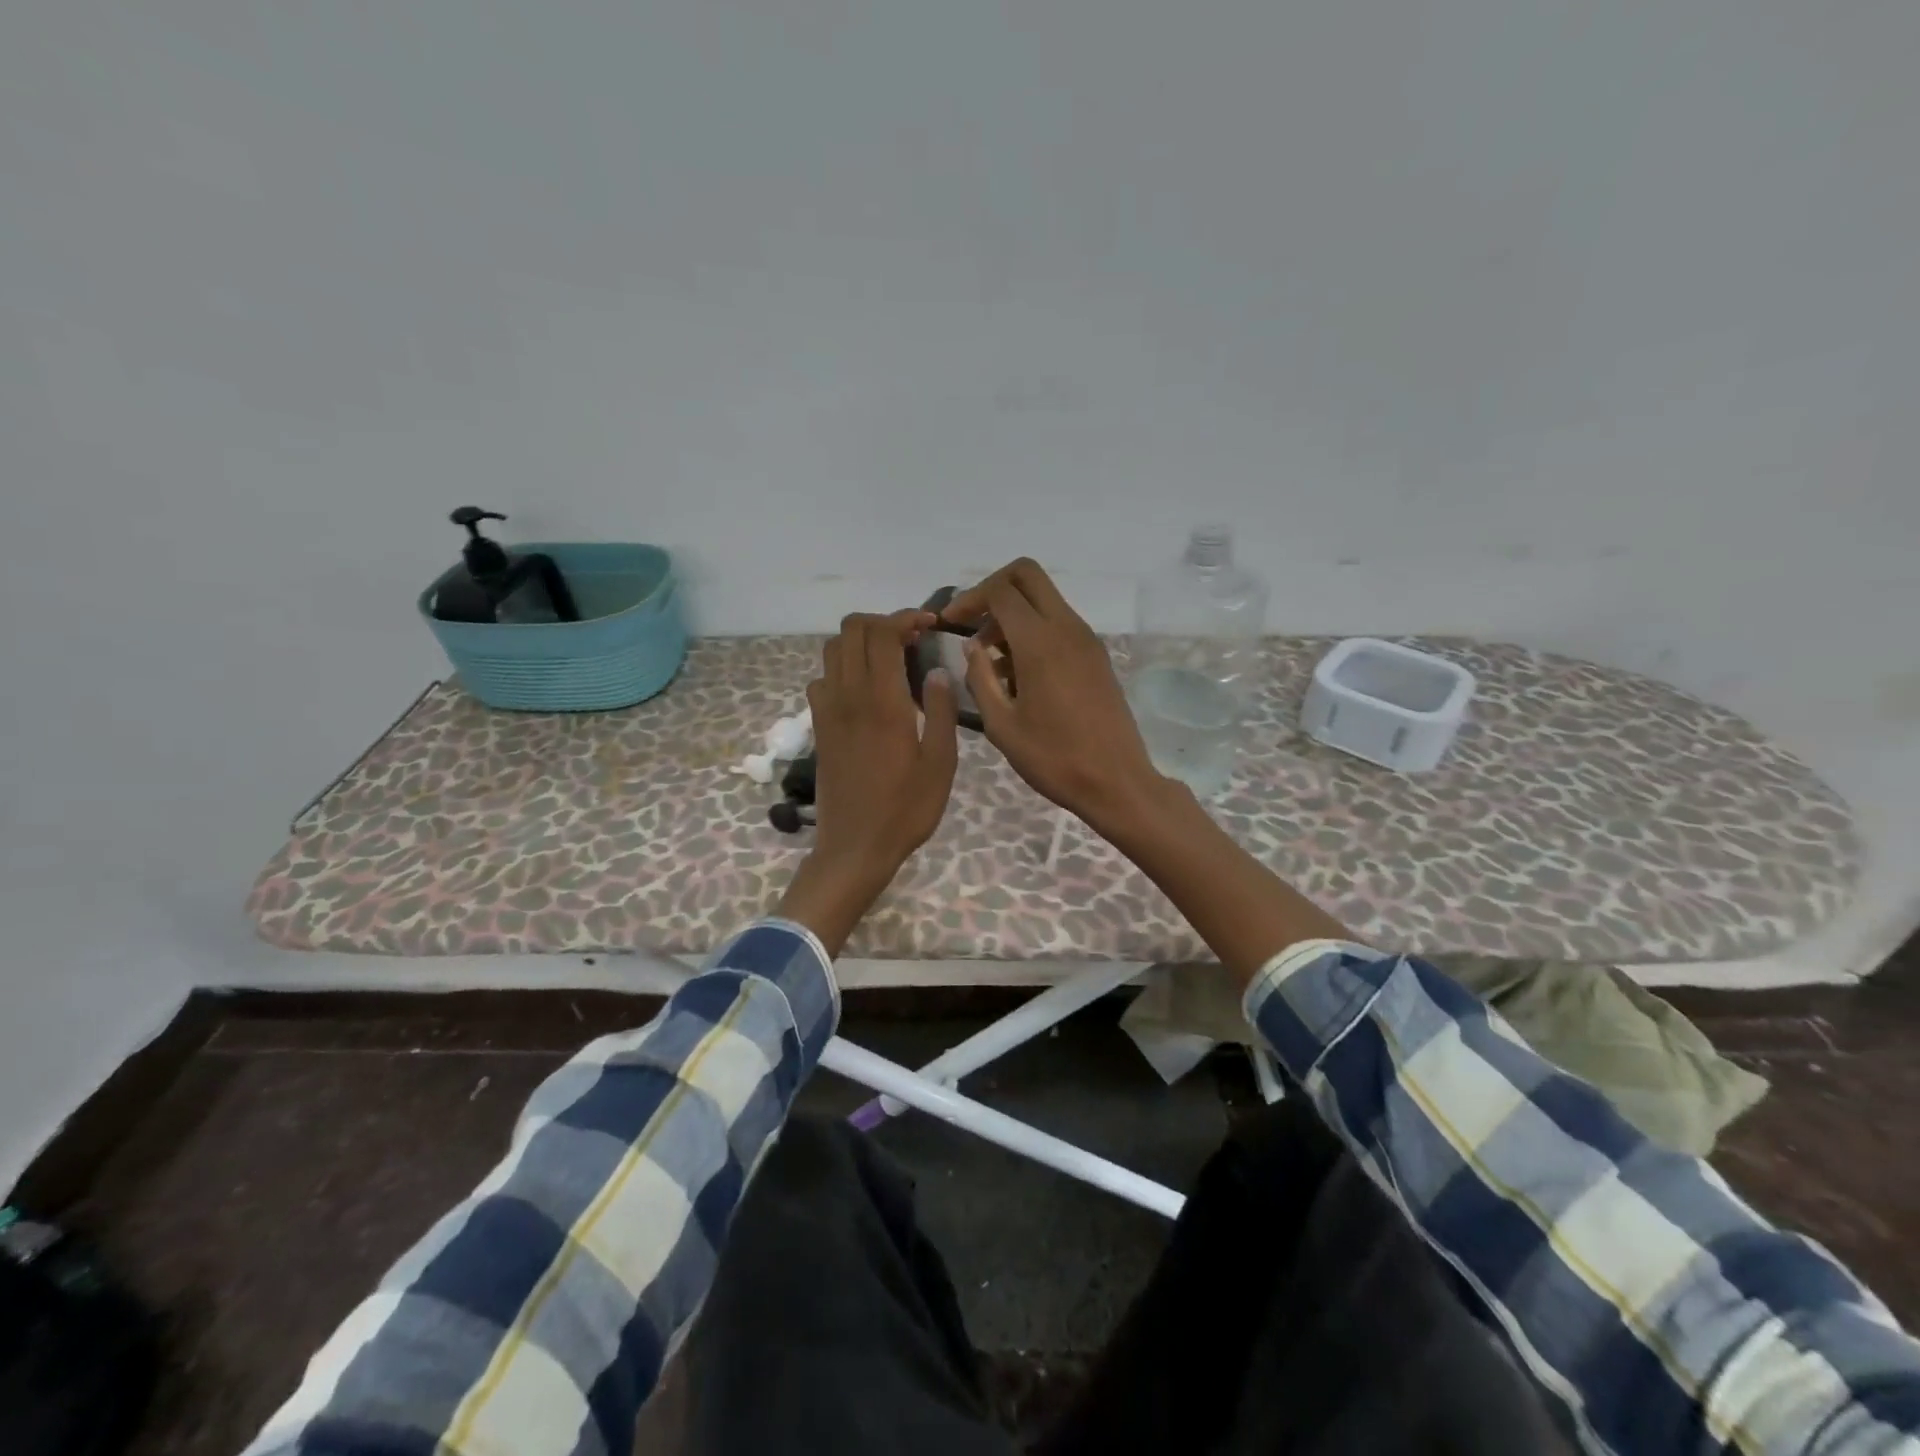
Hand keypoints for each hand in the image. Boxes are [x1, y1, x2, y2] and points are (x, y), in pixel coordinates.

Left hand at [777, 610, 959, 951]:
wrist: (855, 847)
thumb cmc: (906, 809)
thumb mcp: (940, 764)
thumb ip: (940, 711)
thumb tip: (938, 671)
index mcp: (883, 701)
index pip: (882, 632)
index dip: (905, 617)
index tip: (930, 625)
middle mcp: (849, 696)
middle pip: (851, 630)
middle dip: (882, 623)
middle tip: (911, 640)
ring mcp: (828, 711)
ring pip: (832, 650)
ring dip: (860, 643)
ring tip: (890, 661)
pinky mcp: (819, 727)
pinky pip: (823, 679)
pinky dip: (843, 669)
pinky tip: (865, 692)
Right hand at [942, 558, 1165, 831]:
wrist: (1117, 782)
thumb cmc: (1053, 758)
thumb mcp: (1002, 725)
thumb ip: (980, 678)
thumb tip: (972, 646)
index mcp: (1040, 642)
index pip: (1000, 591)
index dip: (968, 599)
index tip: (949, 624)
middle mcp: (1067, 628)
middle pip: (1027, 575)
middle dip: (993, 589)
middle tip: (972, 624)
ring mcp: (1086, 640)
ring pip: (1044, 599)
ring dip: (1013, 614)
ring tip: (990, 660)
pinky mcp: (1096, 656)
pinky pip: (1059, 624)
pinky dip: (1033, 631)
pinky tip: (1018, 674)